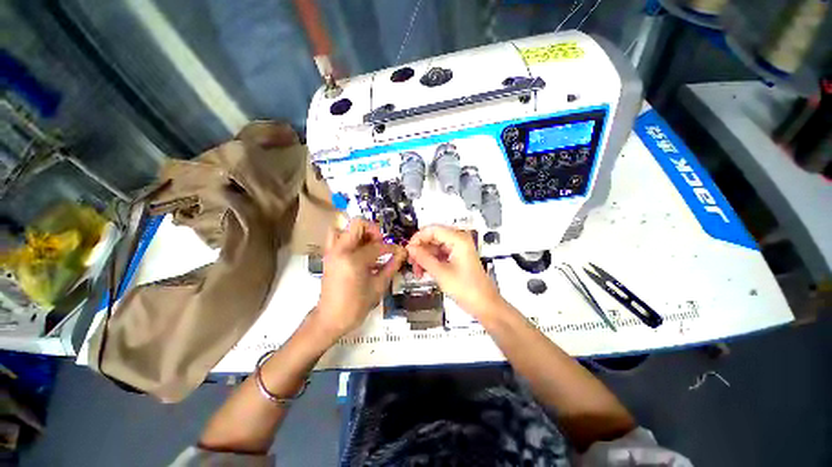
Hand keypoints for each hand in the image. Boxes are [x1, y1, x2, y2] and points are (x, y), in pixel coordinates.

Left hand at [315, 219, 405, 339]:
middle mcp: (340, 250)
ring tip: (368, 245)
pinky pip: (336, 237)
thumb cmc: (356, 306)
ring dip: (359, 232)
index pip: (378, 246)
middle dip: (373, 231)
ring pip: (344, 228)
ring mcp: (331, 252)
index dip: (392, 248)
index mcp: (354, 260)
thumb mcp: (378, 286)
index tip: (399, 251)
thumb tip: (402, 253)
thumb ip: (391, 266)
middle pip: (358, 224)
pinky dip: (348, 238)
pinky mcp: (328, 256)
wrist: (330, 319)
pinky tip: (359, 251)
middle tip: (381, 243)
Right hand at [406, 225, 503, 319]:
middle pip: (433, 237)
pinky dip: (431, 261)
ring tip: (418, 270)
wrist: (484, 305)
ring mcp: (459, 249)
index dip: (418, 238)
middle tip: (411, 261)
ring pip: (435, 246)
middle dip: (420, 249)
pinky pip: (440, 254)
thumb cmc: (468, 289)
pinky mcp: (457, 257)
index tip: (408, 249)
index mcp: (458, 239)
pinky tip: (425, 271)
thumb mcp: (441, 273)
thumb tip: (410, 248)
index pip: (432, 229)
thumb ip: (423, 258)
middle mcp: (459, 240)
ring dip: (425, 257)